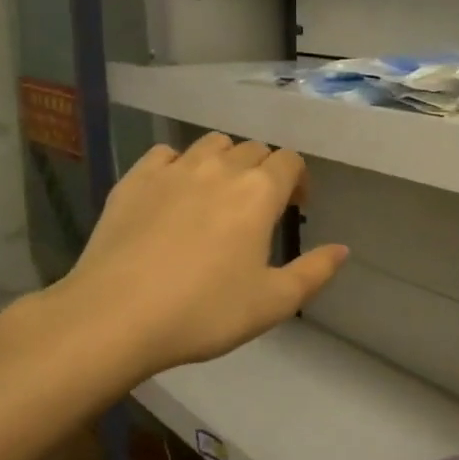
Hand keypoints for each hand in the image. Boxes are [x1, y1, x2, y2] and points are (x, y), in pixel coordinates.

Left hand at [49, 134, 347, 376]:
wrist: (116, 316)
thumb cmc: (204, 312)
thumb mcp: (273, 303)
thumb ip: (314, 272)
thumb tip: (342, 249)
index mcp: (259, 193)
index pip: (290, 161)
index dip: (299, 180)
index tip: (294, 208)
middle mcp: (220, 168)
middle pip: (252, 149)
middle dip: (263, 171)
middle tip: (257, 209)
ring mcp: (173, 169)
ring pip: (211, 144)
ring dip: (224, 161)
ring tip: (217, 195)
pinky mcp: (134, 179)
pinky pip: (165, 154)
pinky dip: (178, 165)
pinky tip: (173, 193)